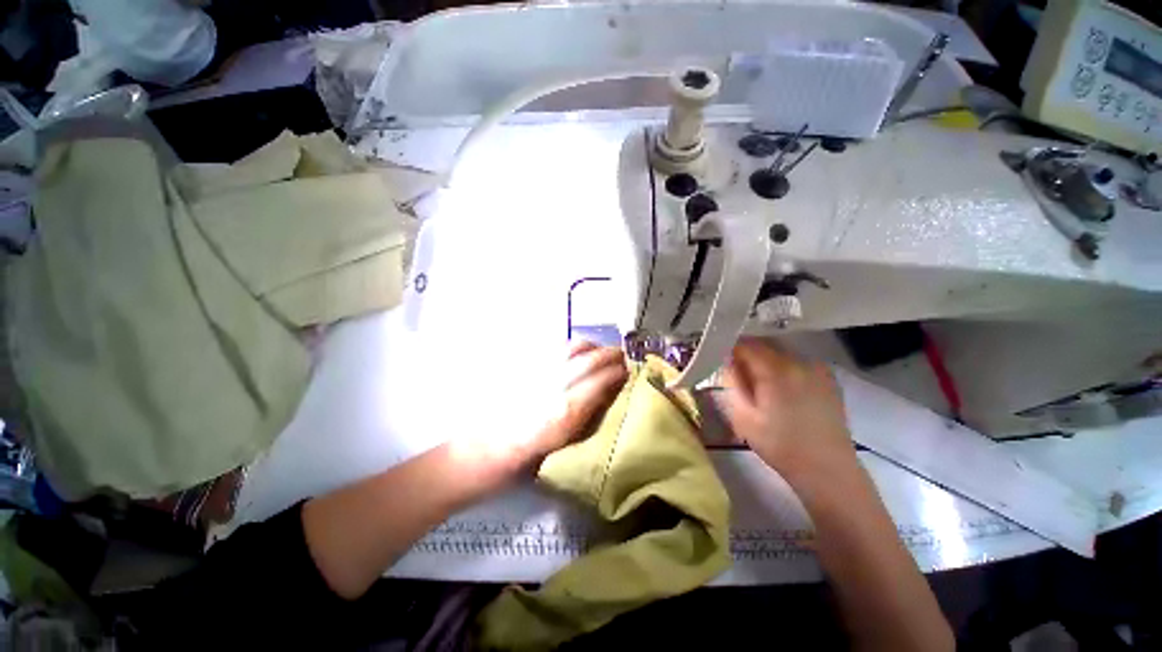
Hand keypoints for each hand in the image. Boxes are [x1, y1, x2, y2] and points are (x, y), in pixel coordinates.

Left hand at [448, 341, 625, 491]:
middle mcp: (552, 387)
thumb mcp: (562, 448)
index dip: (618, 372)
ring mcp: (535, 373)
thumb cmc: (522, 463)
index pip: (600, 381)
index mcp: (564, 413)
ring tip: (600, 351)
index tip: (629, 370)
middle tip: (621, 357)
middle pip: (587, 359)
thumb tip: (607, 395)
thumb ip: (587, 418)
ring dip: (590, 346)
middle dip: (609, 354)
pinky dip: (569, 347)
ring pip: (570, 348)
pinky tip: (574, 352)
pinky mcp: (521, 367)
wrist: (478, 454)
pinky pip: (551, 349)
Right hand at [719, 338, 852, 479]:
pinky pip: (797, 361)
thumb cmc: (780, 445)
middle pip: (764, 343)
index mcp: (777, 370)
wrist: (828, 470)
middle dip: (746, 352)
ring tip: (757, 382)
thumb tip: (727, 360)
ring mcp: (818, 368)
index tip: (719, 358)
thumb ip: (732, 382)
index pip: (746, 343)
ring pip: (781, 351)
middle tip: (735, 372)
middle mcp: (800, 361)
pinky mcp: (828, 378)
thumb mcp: (743, 416)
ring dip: (764, 359)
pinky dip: (782, 366)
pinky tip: (779, 388)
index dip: (728, 347)